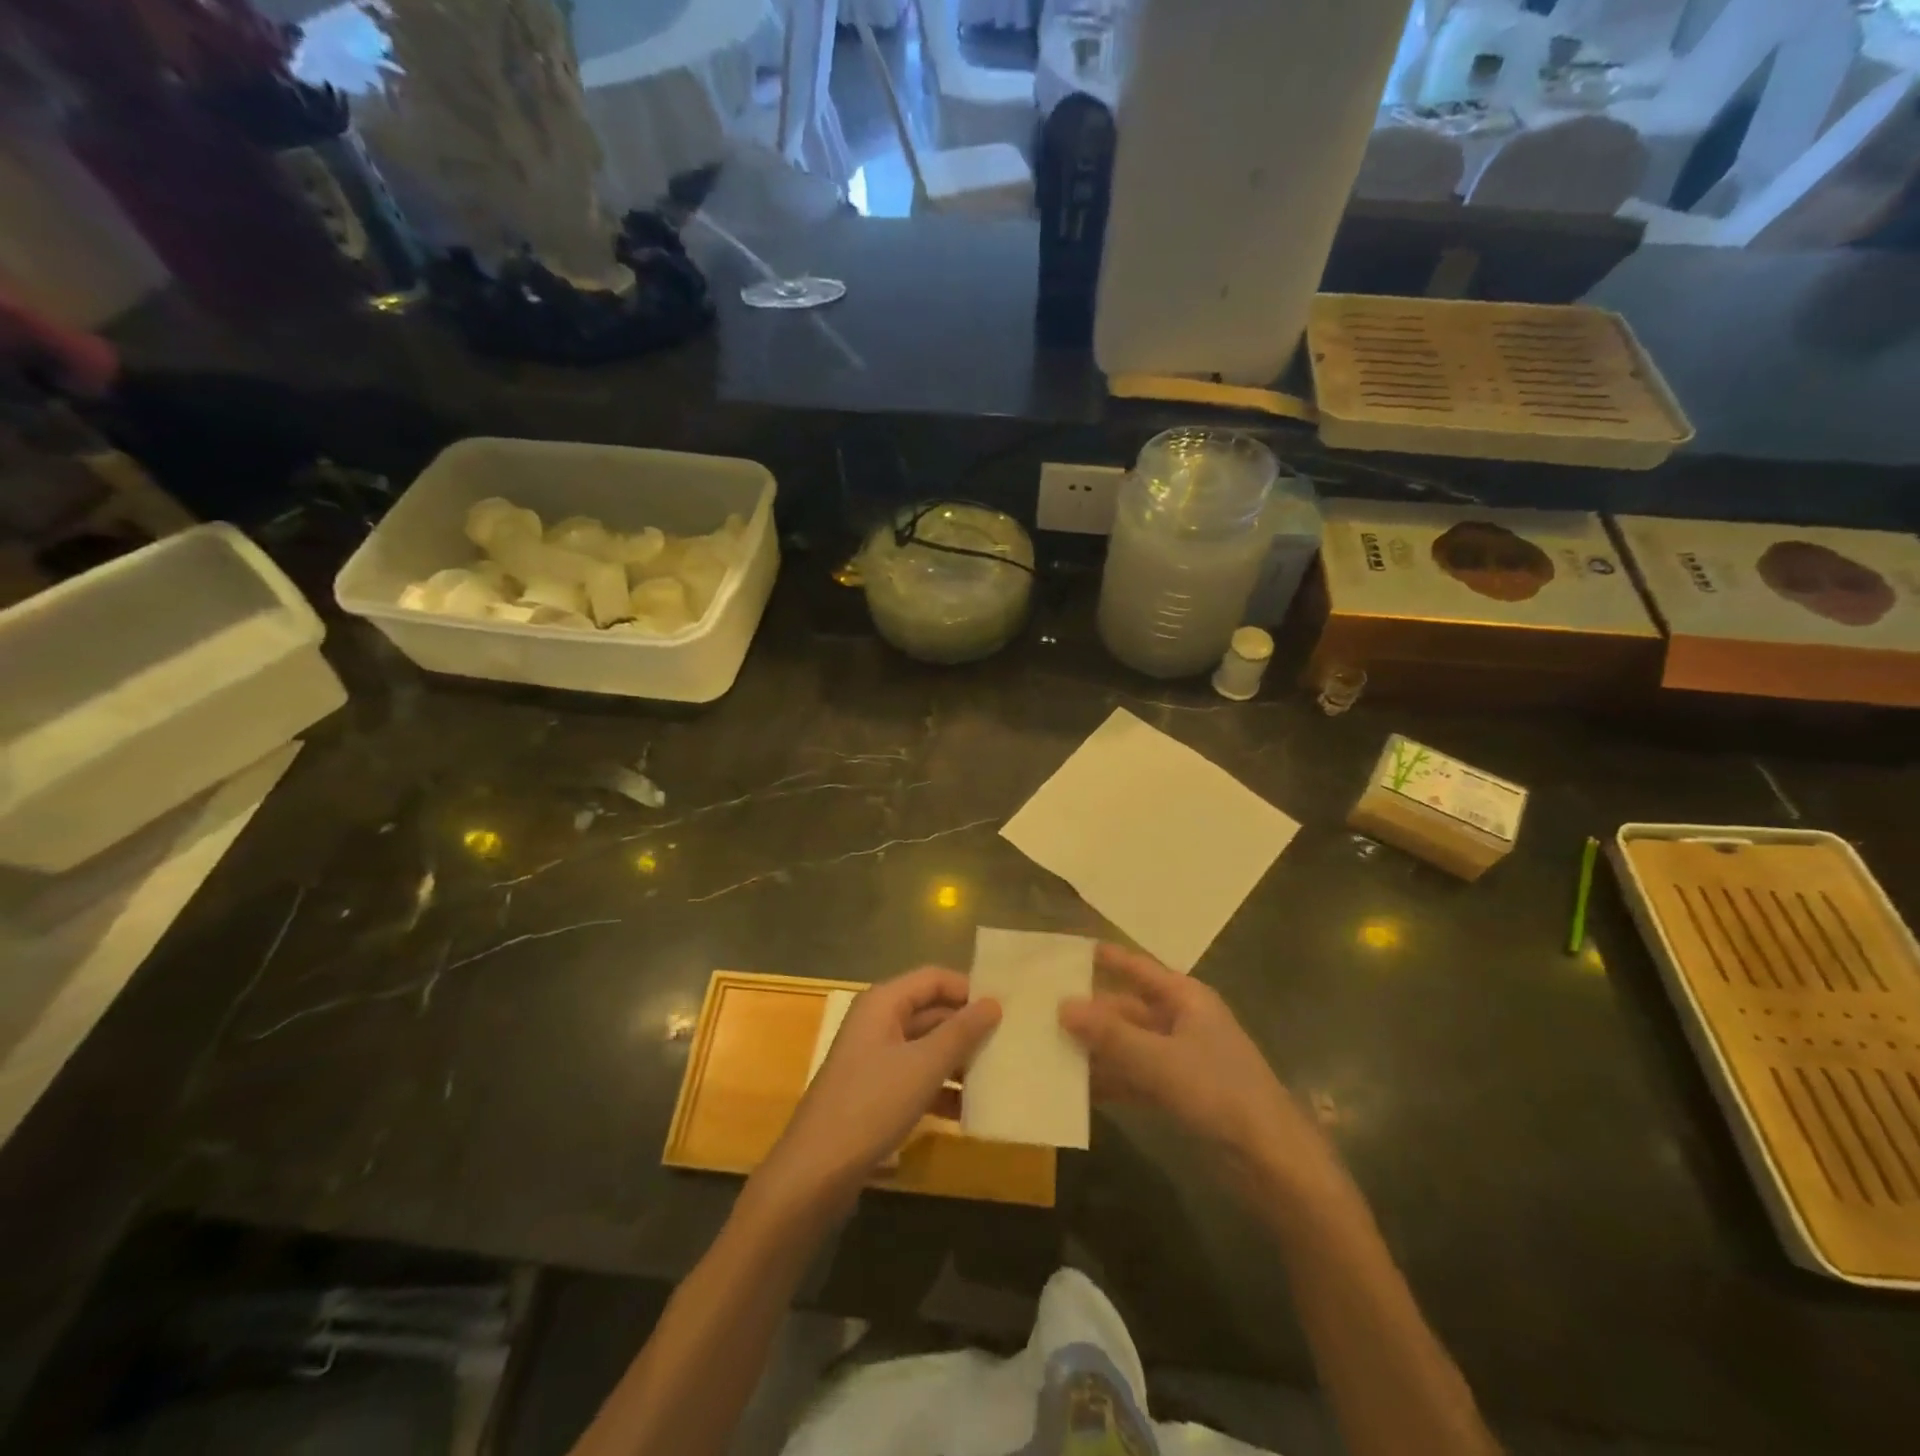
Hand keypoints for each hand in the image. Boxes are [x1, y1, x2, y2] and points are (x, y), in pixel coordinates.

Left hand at [755, 968, 1000, 1215]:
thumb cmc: (871, 1105)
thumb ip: (961, 1032)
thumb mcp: (923, 1066)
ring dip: (958, 1061)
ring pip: (926, 1046)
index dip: (969, 989)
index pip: (934, 978)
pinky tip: (969, 1111)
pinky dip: (941, 1088)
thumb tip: (994, 1002)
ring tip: (998, 1077)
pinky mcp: (875, 1091)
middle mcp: (878, 1022)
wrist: (815, 1173)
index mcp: (883, 1002)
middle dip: (967, 1027)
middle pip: (931, 1011)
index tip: (1006, 1009)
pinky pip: (916, 1077)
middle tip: (1010, 1043)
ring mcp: (875, 1058)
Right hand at [1060, 944, 1336, 1197]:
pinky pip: (1135, 1076)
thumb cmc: (1219, 1093)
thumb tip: (1062, 1005)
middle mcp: (1181, 1021)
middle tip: (1042, 1010)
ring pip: (1128, 1045)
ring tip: (1048, 1048)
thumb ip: (1110, 1034)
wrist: (1271, 1162)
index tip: (1065, 952)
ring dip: (1095, 1049)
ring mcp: (1180, 1058)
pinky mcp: (1178, 1093)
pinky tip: (1076, 1088)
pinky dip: (1110, 1080)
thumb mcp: (1159, 1060)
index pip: (1137, 967)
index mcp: (1186, 998)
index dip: (1105, 958)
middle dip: (1089, 1011)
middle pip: (1127, 1008)